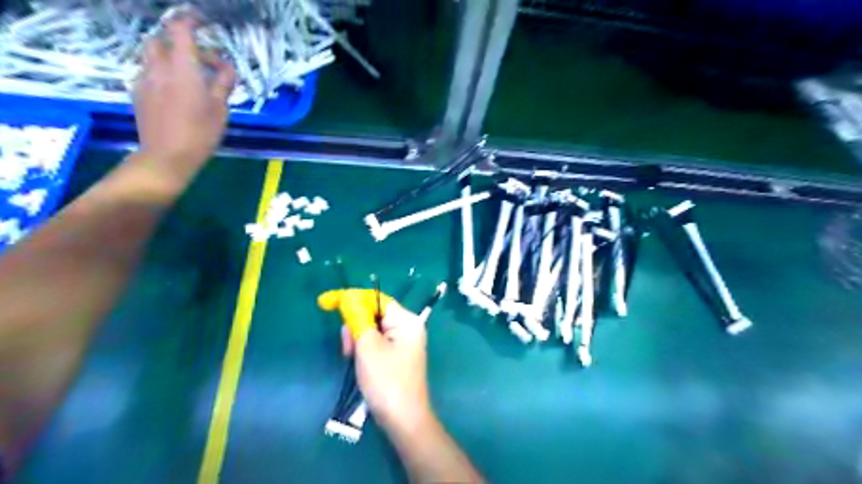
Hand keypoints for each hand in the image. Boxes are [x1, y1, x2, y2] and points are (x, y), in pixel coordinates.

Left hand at [131, 13, 233, 182]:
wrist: (167, 156)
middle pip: (162, 40)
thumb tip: (227, 67)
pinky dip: (163, 75)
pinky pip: (149, 73)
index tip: (202, 21)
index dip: (190, 20)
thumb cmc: (200, 133)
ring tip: (191, 79)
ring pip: (154, 57)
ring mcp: (144, 79)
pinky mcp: (137, 93)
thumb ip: (223, 83)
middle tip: (202, 61)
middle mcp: (159, 67)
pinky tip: (177, 95)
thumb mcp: (220, 108)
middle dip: (180, 43)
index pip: (180, 30)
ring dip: (171, 59)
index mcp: (183, 68)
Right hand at [317, 290, 435, 431]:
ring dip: (357, 340)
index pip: (375, 299)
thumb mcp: (368, 347)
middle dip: (355, 326)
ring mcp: (403, 343)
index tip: (325, 302)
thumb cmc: (386, 381)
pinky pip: (376, 343)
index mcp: (406, 320)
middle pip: (373, 314)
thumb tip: (349, 299)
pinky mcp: (397, 356)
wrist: (404, 420)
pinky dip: (363, 349)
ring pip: (372, 330)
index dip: (351, 298)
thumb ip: (358, 319)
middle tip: (347, 348)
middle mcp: (407, 327)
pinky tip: (358, 363)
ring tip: (352, 359)